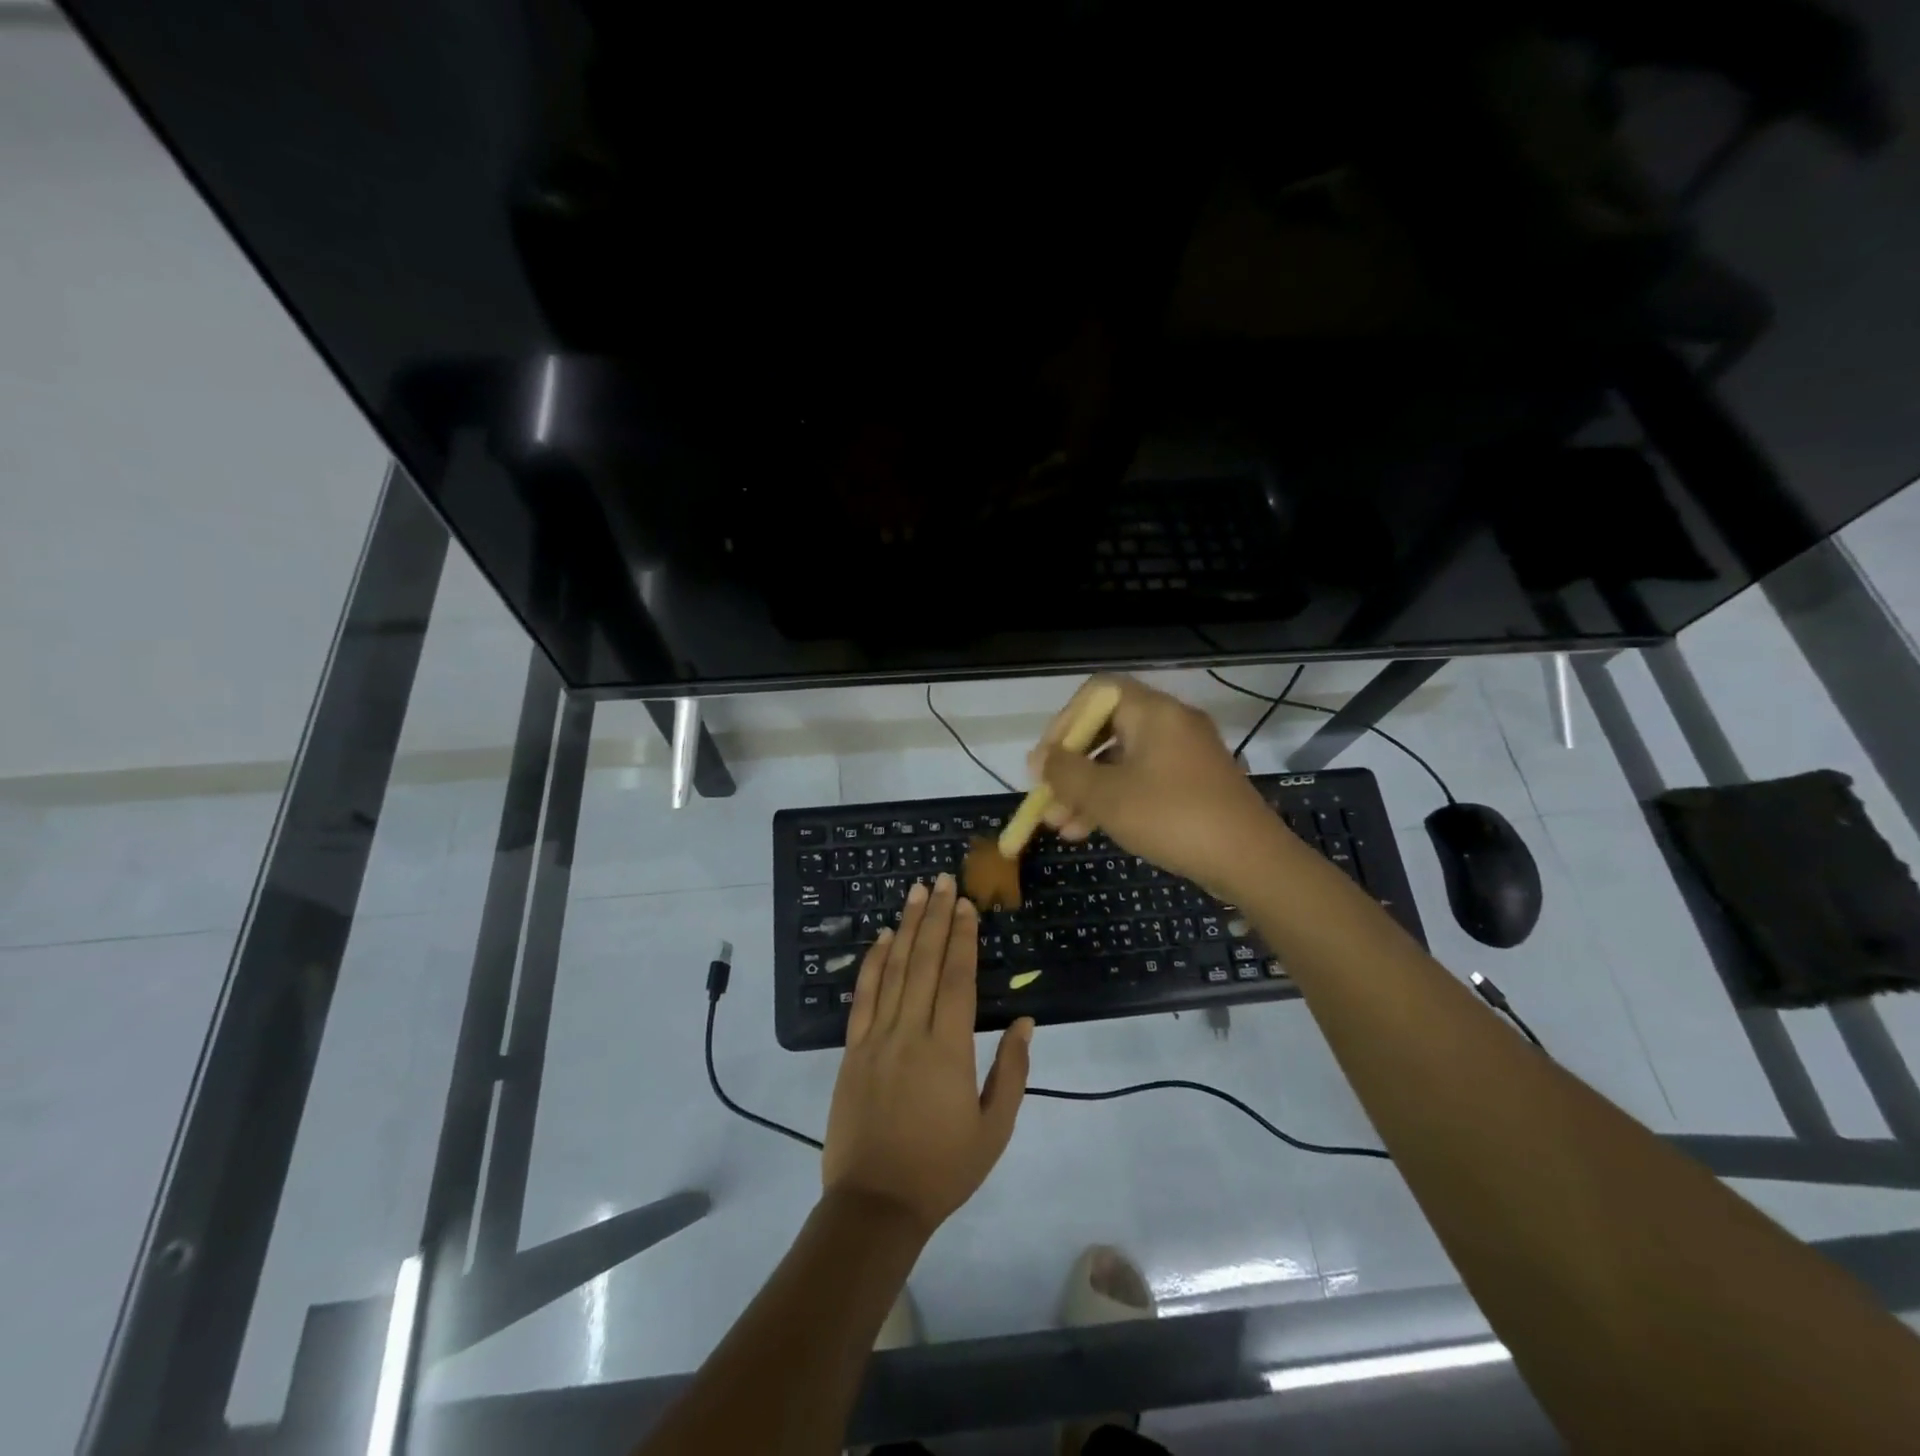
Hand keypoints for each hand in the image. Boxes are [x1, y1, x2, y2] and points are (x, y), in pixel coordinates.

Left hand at [823, 873, 1032, 1239]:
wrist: (875, 1203)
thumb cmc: (942, 1169)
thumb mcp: (993, 1129)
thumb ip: (1011, 1071)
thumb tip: (1023, 1022)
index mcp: (948, 1049)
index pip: (956, 978)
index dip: (962, 937)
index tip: (965, 905)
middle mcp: (910, 1032)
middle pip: (924, 962)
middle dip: (935, 917)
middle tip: (942, 880)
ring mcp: (876, 1038)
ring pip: (892, 970)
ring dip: (905, 928)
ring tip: (915, 893)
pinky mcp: (852, 1049)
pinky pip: (862, 997)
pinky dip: (871, 963)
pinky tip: (880, 938)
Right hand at [1029, 674, 1289, 901]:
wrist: (1251, 861)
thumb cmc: (1172, 817)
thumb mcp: (1107, 797)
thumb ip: (1066, 773)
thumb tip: (1040, 758)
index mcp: (1153, 712)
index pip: (1096, 693)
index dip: (1063, 722)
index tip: (1046, 760)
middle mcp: (1170, 724)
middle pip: (1105, 731)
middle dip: (1070, 767)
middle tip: (1047, 799)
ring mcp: (1184, 756)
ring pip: (1120, 762)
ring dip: (1086, 791)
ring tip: (1060, 827)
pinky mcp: (1192, 785)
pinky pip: (1141, 782)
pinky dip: (1113, 801)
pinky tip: (1087, 832)